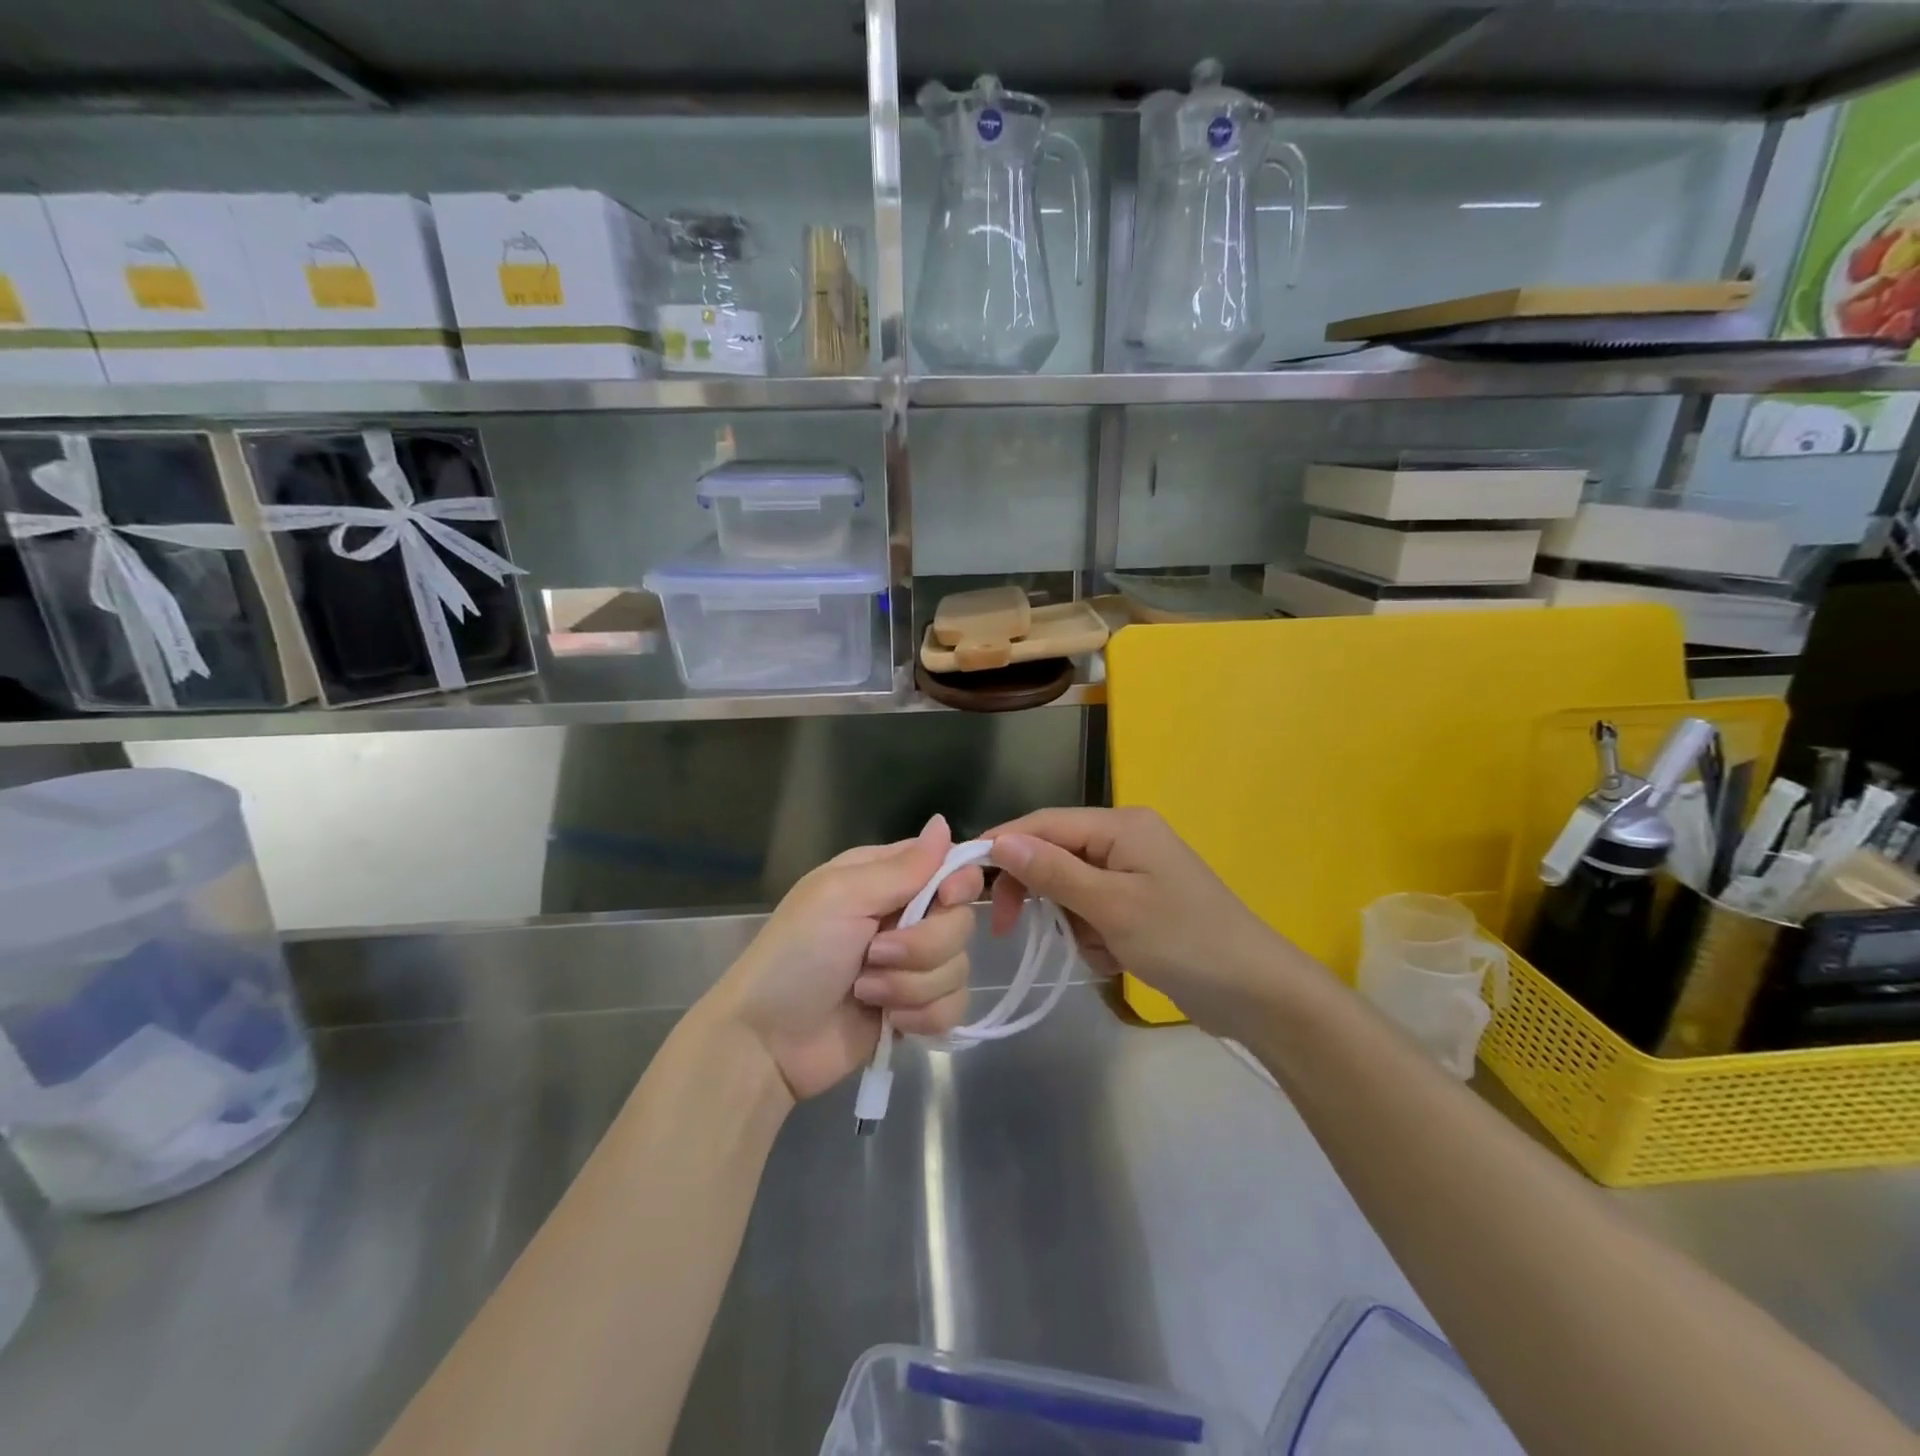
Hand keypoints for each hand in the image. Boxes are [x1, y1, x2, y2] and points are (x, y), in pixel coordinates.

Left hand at [710, 815, 982, 1100]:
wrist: (768, 1042)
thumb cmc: (796, 955)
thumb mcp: (841, 897)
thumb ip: (901, 868)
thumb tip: (943, 823)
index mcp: (885, 879)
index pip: (948, 866)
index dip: (959, 883)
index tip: (946, 899)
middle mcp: (904, 916)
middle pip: (960, 921)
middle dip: (923, 946)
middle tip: (875, 954)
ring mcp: (912, 966)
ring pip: (958, 967)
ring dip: (911, 985)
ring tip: (865, 990)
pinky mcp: (916, 1009)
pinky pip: (953, 1006)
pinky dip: (923, 1016)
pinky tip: (889, 1019)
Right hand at [987, 806, 1295, 1031]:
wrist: (1256, 993)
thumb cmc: (1183, 941)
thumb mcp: (1111, 907)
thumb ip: (1053, 872)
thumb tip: (999, 841)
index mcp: (1121, 826)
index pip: (1045, 824)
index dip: (1003, 846)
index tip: (964, 877)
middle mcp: (1126, 839)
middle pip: (1056, 855)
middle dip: (1040, 893)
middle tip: (1009, 928)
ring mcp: (1135, 872)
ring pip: (1071, 889)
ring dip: (1073, 923)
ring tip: (1102, 950)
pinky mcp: (1141, 904)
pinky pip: (1094, 911)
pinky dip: (1094, 936)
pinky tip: (1117, 959)